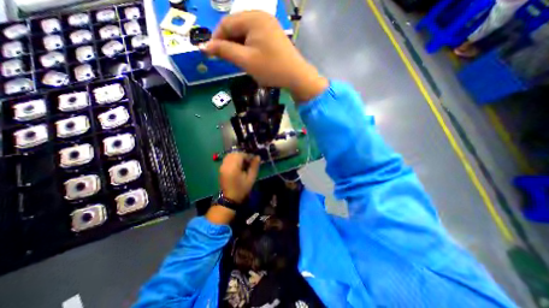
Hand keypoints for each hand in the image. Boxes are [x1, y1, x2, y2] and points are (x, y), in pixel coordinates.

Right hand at [203, 11, 327, 101]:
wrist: (296, 76)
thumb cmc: (271, 68)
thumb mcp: (246, 60)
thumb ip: (224, 51)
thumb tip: (204, 47)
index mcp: (253, 17)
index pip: (226, 24)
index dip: (216, 39)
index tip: (212, 54)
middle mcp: (261, 16)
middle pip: (236, 27)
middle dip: (229, 44)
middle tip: (228, 61)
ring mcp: (269, 25)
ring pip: (246, 34)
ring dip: (239, 47)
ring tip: (240, 62)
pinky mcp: (274, 35)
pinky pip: (255, 38)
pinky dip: (249, 48)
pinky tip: (251, 58)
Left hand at [219, 152, 261, 204]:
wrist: (230, 199)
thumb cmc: (242, 189)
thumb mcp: (251, 178)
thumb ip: (254, 166)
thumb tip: (257, 157)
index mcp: (233, 167)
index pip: (240, 155)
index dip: (248, 156)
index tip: (253, 161)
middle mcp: (226, 165)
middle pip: (234, 154)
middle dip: (243, 155)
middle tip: (249, 162)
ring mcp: (222, 166)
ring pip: (230, 155)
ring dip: (238, 157)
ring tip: (243, 164)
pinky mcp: (221, 168)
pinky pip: (227, 159)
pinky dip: (233, 159)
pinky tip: (238, 166)